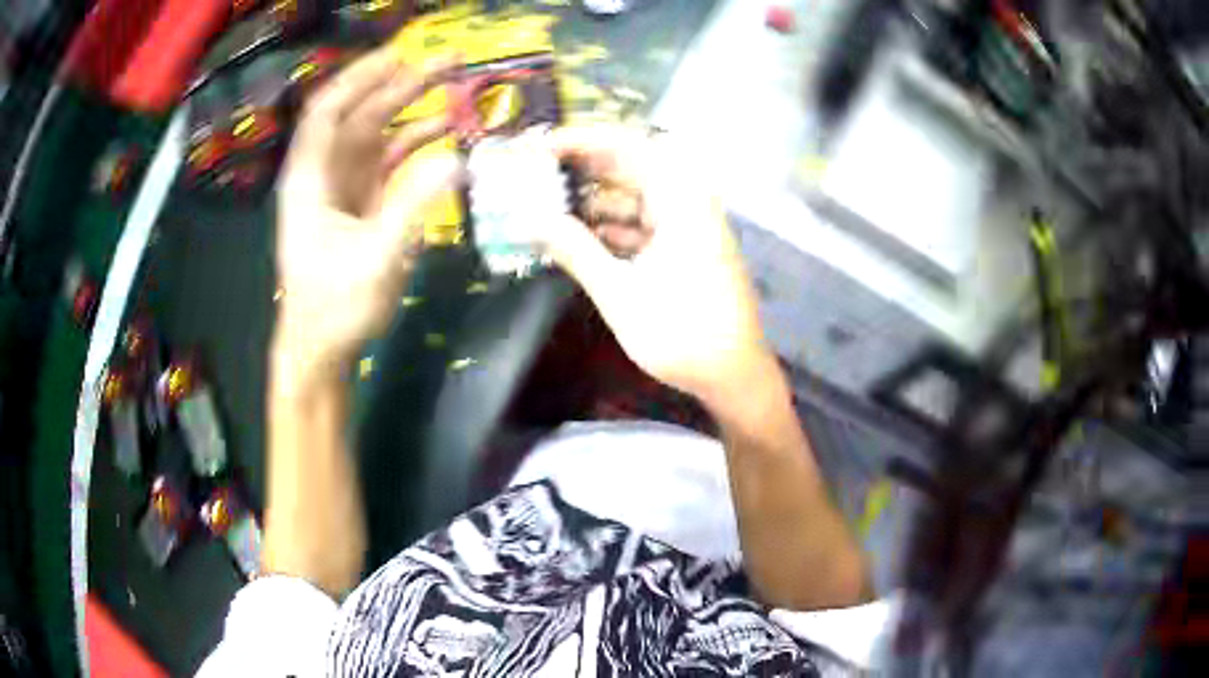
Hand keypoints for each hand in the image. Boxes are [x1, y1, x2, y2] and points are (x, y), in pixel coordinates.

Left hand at [274, 47, 461, 383]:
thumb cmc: (336, 307)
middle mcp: (323, 174)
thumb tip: (458, 161)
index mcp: (310, 180)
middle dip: (399, 84)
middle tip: (448, 62)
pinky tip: (444, 134)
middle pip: (358, 114)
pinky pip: (387, 161)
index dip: (360, 78)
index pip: (328, 112)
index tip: (400, 54)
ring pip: (375, 133)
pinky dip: (414, 144)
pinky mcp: (361, 204)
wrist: (321, 348)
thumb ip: (415, 206)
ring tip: (454, 87)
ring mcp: (343, 188)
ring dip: (411, 109)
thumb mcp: (376, 259)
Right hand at [538, 125, 772, 405]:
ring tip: (544, 206)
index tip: (541, 145)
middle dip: (580, 169)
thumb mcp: (620, 293)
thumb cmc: (683, 334)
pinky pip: (640, 224)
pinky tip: (575, 237)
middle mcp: (687, 203)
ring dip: (591, 202)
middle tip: (534, 174)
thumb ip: (575, 251)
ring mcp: (686, 226)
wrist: (733, 375)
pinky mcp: (683, 249)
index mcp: (681, 201)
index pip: (628, 147)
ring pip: (631, 198)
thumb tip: (531, 220)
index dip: (582, 140)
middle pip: (628, 168)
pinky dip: (609, 228)